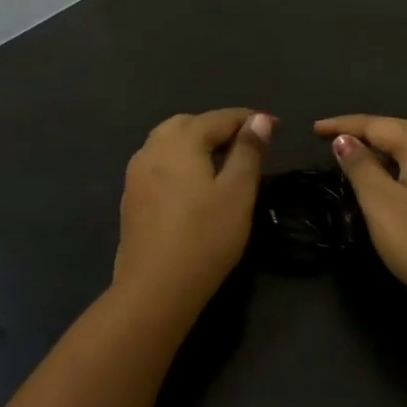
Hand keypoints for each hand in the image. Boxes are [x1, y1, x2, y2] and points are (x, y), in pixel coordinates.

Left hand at [113, 108, 272, 317]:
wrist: (155, 288)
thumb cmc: (205, 238)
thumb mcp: (238, 193)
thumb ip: (248, 152)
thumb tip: (258, 119)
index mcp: (180, 142)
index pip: (219, 118)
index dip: (249, 119)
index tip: (275, 126)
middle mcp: (152, 149)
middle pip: (188, 124)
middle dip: (218, 127)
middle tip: (247, 143)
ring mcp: (136, 173)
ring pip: (168, 142)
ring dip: (196, 142)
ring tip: (222, 161)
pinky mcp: (131, 197)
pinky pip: (158, 164)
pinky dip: (179, 161)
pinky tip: (193, 184)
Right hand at [315, 115, 406, 325]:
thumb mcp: (380, 203)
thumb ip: (360, 167)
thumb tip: (345, 140)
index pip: (378, 124)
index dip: (344, 125)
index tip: (315, 130)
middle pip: (402, 129)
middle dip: (368, 130)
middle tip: (336, 138)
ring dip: (386, 145)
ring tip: (359, 154)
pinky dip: (402, 163)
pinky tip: (393, 179)